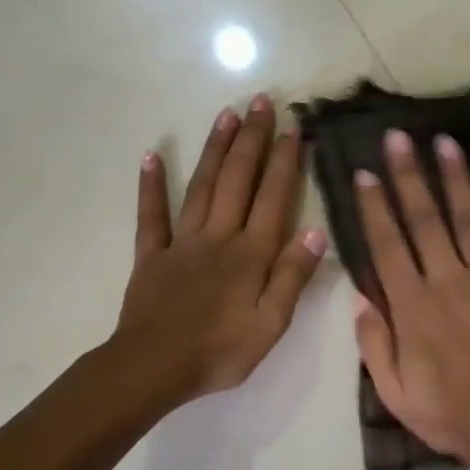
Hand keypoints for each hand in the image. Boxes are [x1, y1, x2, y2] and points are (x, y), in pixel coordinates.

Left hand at [116, 96, 326, 402]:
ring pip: (202, 186)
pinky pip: (151, 215)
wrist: (154, 368)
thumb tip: (317, 232)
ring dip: (216, 149)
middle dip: (252, 139)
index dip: (285, 162)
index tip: (295, 127)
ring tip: (227, 114)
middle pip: (238, 180)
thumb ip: (292, 277)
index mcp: (251, 255)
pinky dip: (151, 185)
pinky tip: (152, 155)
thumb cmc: (220, 352)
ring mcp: (182, 243)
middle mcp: (219, 237)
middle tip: (262, 101)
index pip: (273, 198)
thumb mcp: (271, 324)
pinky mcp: (152, 256)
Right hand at [352, 128, 469, 469]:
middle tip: (398, 136)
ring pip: (469, 220)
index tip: (364, 173)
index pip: (387, 246)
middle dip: (409, 175)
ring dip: (455, 179)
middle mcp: (449, 282)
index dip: (374, 207)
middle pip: (425, 220)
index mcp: (413, 307)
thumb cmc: (449, 415)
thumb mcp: (394, 392)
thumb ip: (374, 342)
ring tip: (445, 142)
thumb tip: (360, 297)